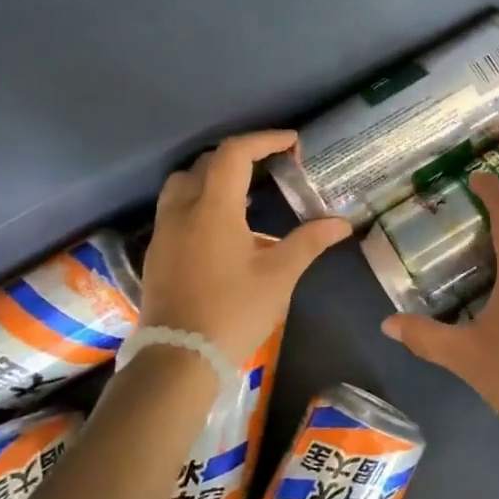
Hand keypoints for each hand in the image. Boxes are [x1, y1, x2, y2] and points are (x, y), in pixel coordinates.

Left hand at [140, 132, 350, 367]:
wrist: (179, 358)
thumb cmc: (233, 311)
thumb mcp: (279, 276)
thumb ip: (308, 242)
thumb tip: (341, 224)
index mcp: (213, 209)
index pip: (235, 154)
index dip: (264, 140)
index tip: (292, 142)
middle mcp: (182, 211)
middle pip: (205, 163)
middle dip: (239, 156)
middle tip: (270, 166)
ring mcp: (164, 232)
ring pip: (182, 184)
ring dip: (211, 176)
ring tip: (242, 192)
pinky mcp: (157, 254)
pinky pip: (175, 210)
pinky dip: (198, 202)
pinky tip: (221, 228)